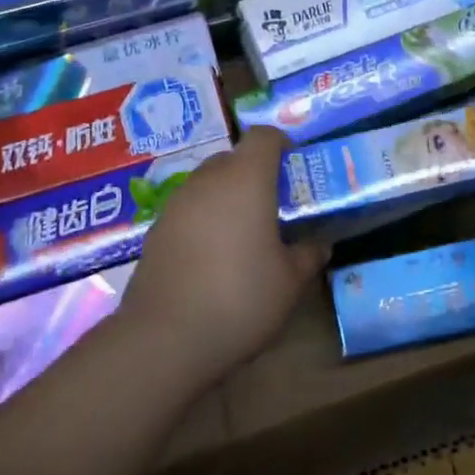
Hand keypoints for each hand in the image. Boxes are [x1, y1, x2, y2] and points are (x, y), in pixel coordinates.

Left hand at [117, 127, 328, 389]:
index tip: (295, 167)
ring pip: (207, 183)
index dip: (281, 144)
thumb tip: (319, 245)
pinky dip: (203, 220)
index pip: (263, 136)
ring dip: (227, 197)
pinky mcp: (156, 229)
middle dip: (254, 173)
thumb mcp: (289, 282)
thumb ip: (307, 256)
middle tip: (273, 206)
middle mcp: (208, 180)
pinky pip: (188, 210)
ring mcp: (176, 203)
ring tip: (243, 234)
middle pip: (233, 158)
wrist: (165, 337)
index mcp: (246, 179)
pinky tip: (212, 258)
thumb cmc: (240, 299)